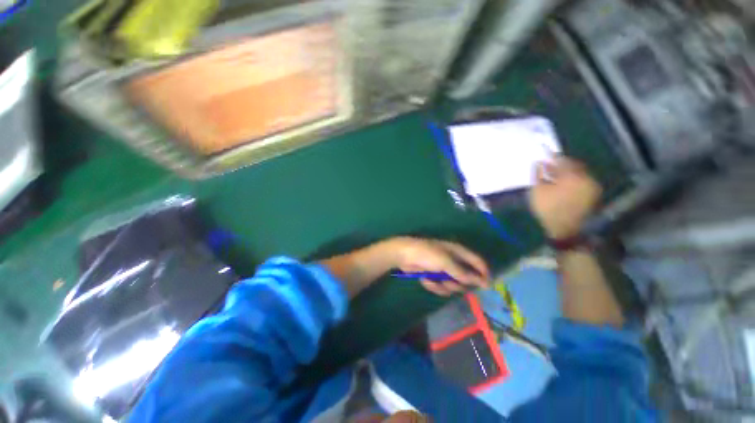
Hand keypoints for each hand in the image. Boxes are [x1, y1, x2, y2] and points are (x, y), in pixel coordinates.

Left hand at [391, 237, 489, 295]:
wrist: (404, 255)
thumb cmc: (426, 254)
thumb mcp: (446, 262)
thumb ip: (463, 273)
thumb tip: (482, 281)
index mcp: (458, 252)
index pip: (477, 262)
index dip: (483, 273)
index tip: (486, 287)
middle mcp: (452, 260)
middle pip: (465, 277)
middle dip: (458, 283)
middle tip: (450, 282)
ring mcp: (442, 269)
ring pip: (452, 284)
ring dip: (444, 285)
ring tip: (435, 280)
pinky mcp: (433, 276)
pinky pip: (439, 286)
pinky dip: (433, 285)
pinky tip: (425, 279)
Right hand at [529, 157, 600, 239]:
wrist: (565, 231)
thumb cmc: (548, 209)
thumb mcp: (538, 191)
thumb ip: (538, 174)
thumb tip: (539, 162)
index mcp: (573, 176)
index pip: (563, 160)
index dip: (553, 157)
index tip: (545, 156)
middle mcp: (586, 179)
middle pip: (574, 167)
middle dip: (561, 165)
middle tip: (549, 166)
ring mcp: (592, 188)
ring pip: (578, 175)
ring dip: (566, 174)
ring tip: (553, 177)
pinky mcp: (592, 197)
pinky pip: (581, 183)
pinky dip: (572, 182)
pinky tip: (562, 186)